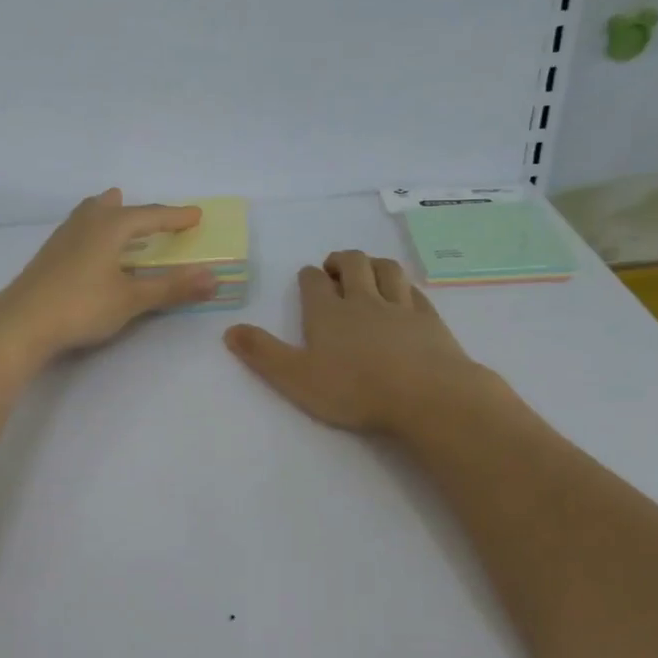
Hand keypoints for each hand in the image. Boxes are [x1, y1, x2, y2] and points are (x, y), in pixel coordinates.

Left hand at [0, 190, 219, 365]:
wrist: (20, 323)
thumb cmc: (81, 306)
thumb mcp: (132, 299)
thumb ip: (172, 288)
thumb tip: (213, 278)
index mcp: (110, 226)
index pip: (150, 216)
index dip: (176, 218)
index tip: (196, 216)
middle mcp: (86, 223)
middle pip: (115, 207)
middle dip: (138, 211)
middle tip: (154, 216)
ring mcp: (62, 238)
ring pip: (91, 214)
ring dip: (110, 214)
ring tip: (117, 214)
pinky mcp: (48, 256)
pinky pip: (79, 230)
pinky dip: (94, 230)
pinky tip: (90, 249)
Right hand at [224, 251, 496, 434]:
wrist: (426, 396)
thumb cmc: (355, 390)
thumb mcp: (296, 378)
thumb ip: (263, 354)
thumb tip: (229, 330)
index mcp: (327, 312)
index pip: (314, 281)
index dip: (309, 277)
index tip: (308, 280)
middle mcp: (362, 299)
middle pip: (353, 263)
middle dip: (341, 261)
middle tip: (335, 269)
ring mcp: (399, 306)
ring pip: (386, 269)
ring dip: (373, 264)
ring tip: (367, 271)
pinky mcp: (429, 318)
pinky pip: (413, 290)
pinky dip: (403, 286)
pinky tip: (403, 294)